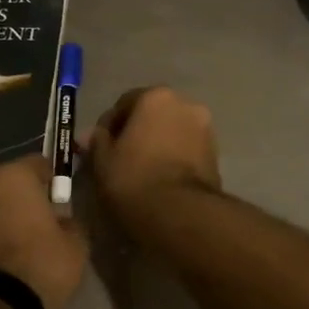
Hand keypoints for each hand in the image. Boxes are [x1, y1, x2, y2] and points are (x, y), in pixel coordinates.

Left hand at [0, 156, 87, 308]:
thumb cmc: (41, 266)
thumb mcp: (76, 242)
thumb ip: (69, 219)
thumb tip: (60, 218)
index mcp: (14, 175)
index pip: (41, 164)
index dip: (54, 182)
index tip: (62, 202)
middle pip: (10, 180)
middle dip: (24, 195)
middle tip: (41, 220)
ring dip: (2, 212)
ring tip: (19, 238)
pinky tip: (2, 249)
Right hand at [87, 87, 221, 234]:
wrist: (180, 212)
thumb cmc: (134, 178)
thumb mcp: (103, 160)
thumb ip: (97, 141)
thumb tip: (92, 135)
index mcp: (156, 96)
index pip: (125, 103)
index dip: (110, 126)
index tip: (101, 148)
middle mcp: (186, 104)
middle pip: (153, 114)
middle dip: (138, 131)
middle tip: (122, 158)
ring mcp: (205, 128)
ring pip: (172, 131)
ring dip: (158, 144)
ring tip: (143, 170)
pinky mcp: (216, 154)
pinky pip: (187, 149)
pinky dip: (174, 157)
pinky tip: (162, 178)